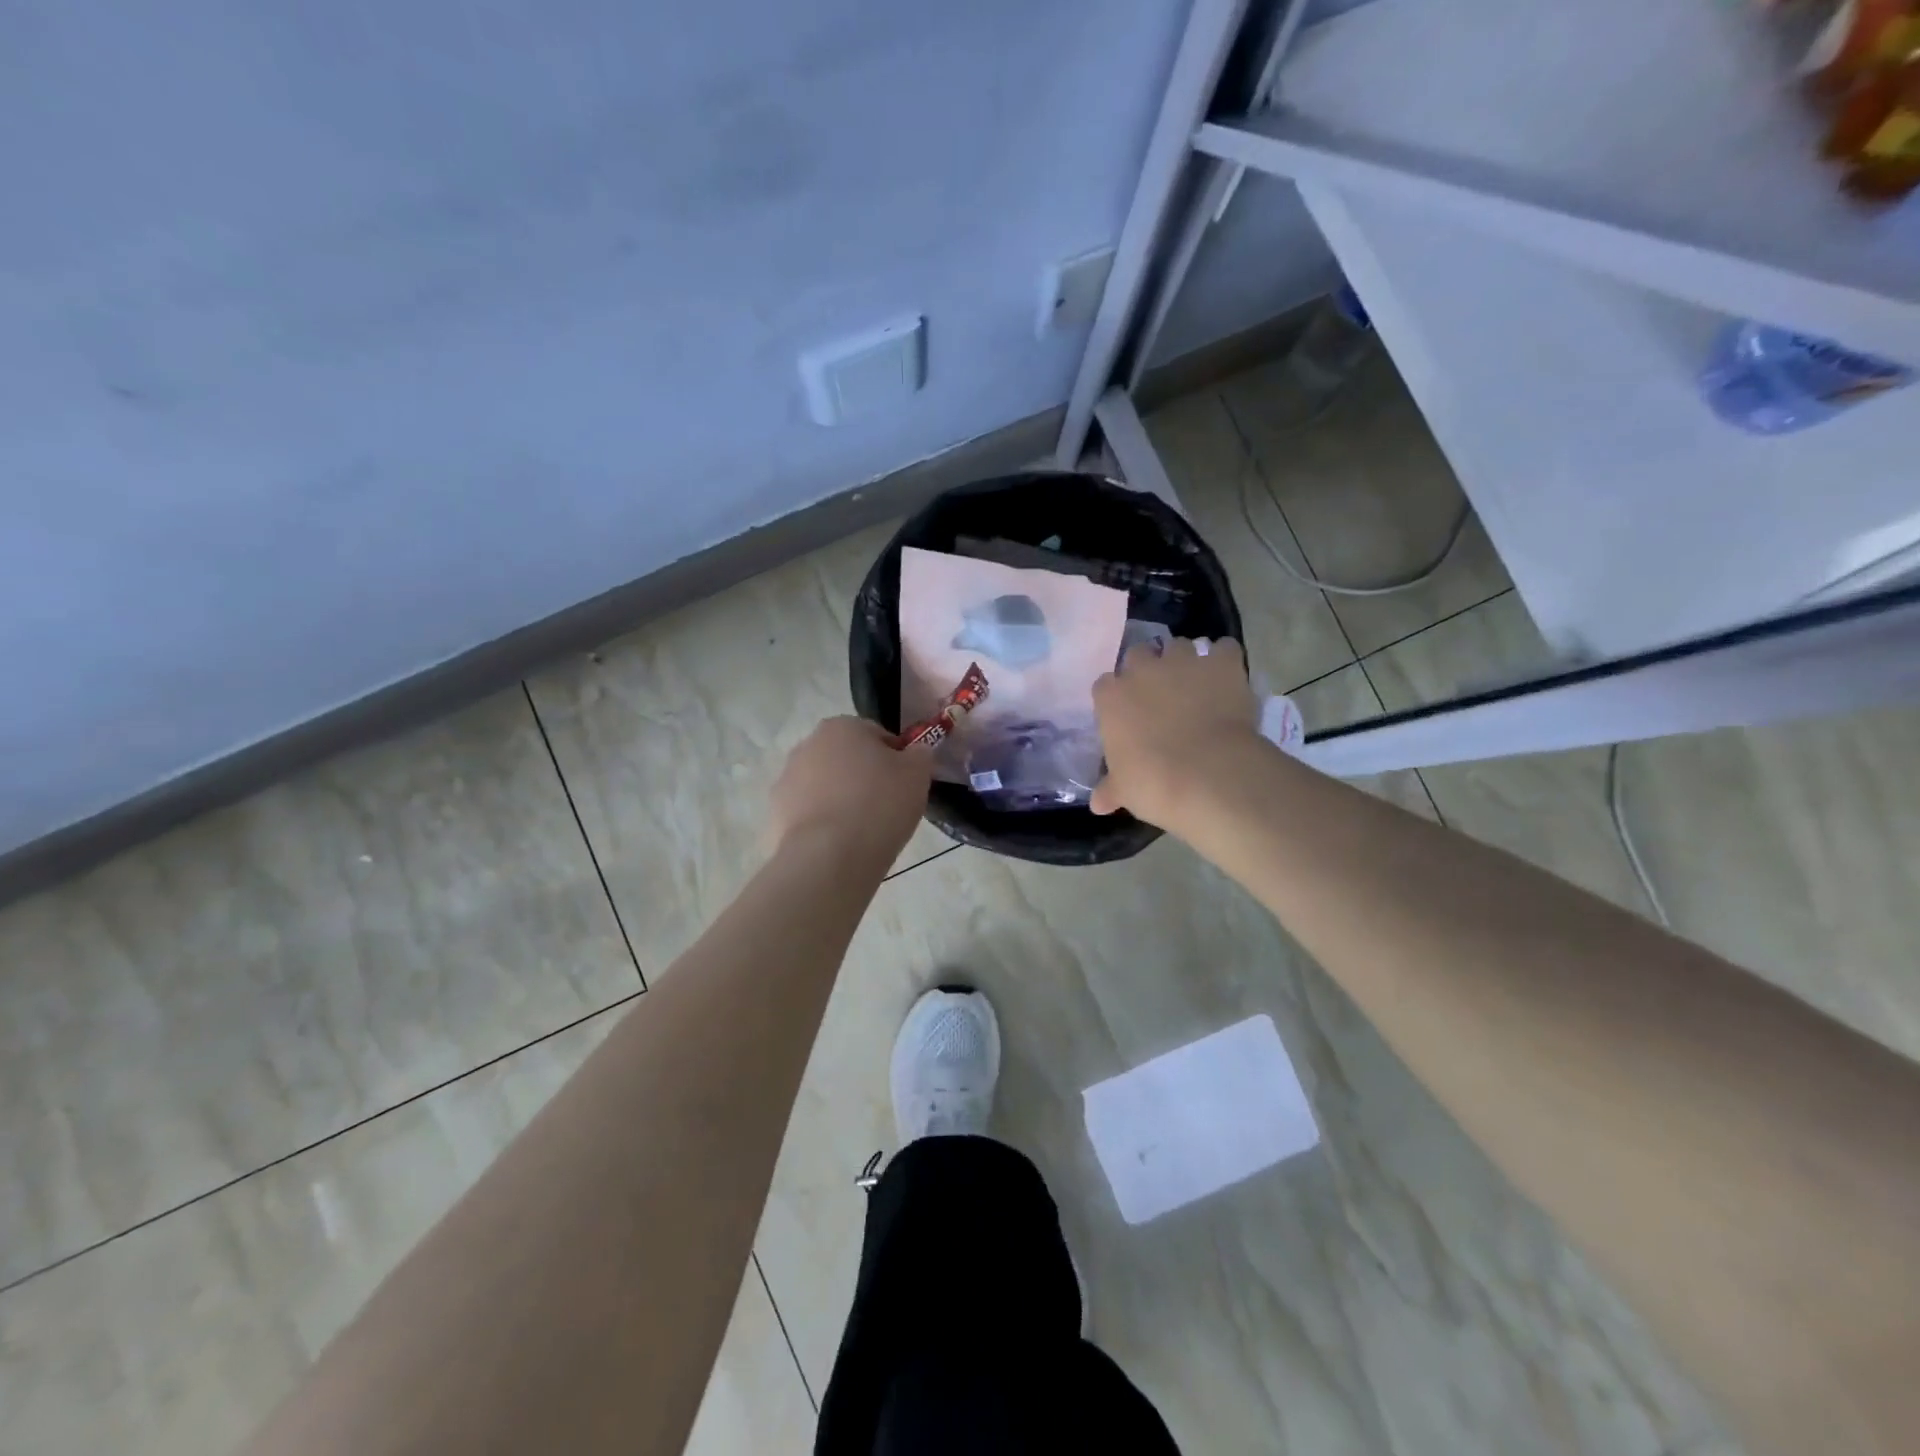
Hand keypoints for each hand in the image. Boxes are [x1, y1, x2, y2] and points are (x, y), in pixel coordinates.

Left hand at [770, 716, 931, 859]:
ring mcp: (786, 781)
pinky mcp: (775, 815)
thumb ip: (919, 755)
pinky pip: (809, 815)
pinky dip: (823, 826)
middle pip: (846, 760)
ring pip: (825, 787)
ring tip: (862, 831)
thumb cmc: (880, 805)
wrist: (830, 857)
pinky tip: (840, 846)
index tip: (905, 785)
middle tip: (885, 808)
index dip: (896, 760)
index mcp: (842, 727)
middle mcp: (807, 745)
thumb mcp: (918, 774)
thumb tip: (914, 753)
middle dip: (863, 778)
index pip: (877, 735)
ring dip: (841, 801)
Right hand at [1091, 638, 1260, 825]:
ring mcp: (1184, 662)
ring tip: (1196, 684)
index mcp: (1112, 697)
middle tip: (1161, 695)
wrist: (1209, 775)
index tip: (1127, 713)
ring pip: (1180, 646)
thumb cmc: (1153, 784)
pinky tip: (1228, 677)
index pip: (1105, 685)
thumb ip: (1110, 789)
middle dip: (1148, 669)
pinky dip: (1225, 660)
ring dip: (1185, 661)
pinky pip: (1224, 649)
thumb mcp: (1124, 790)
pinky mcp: (1222, 663)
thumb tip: (1098, 804)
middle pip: (1139, 654)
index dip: (1117, 697)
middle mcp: (1143, 669)